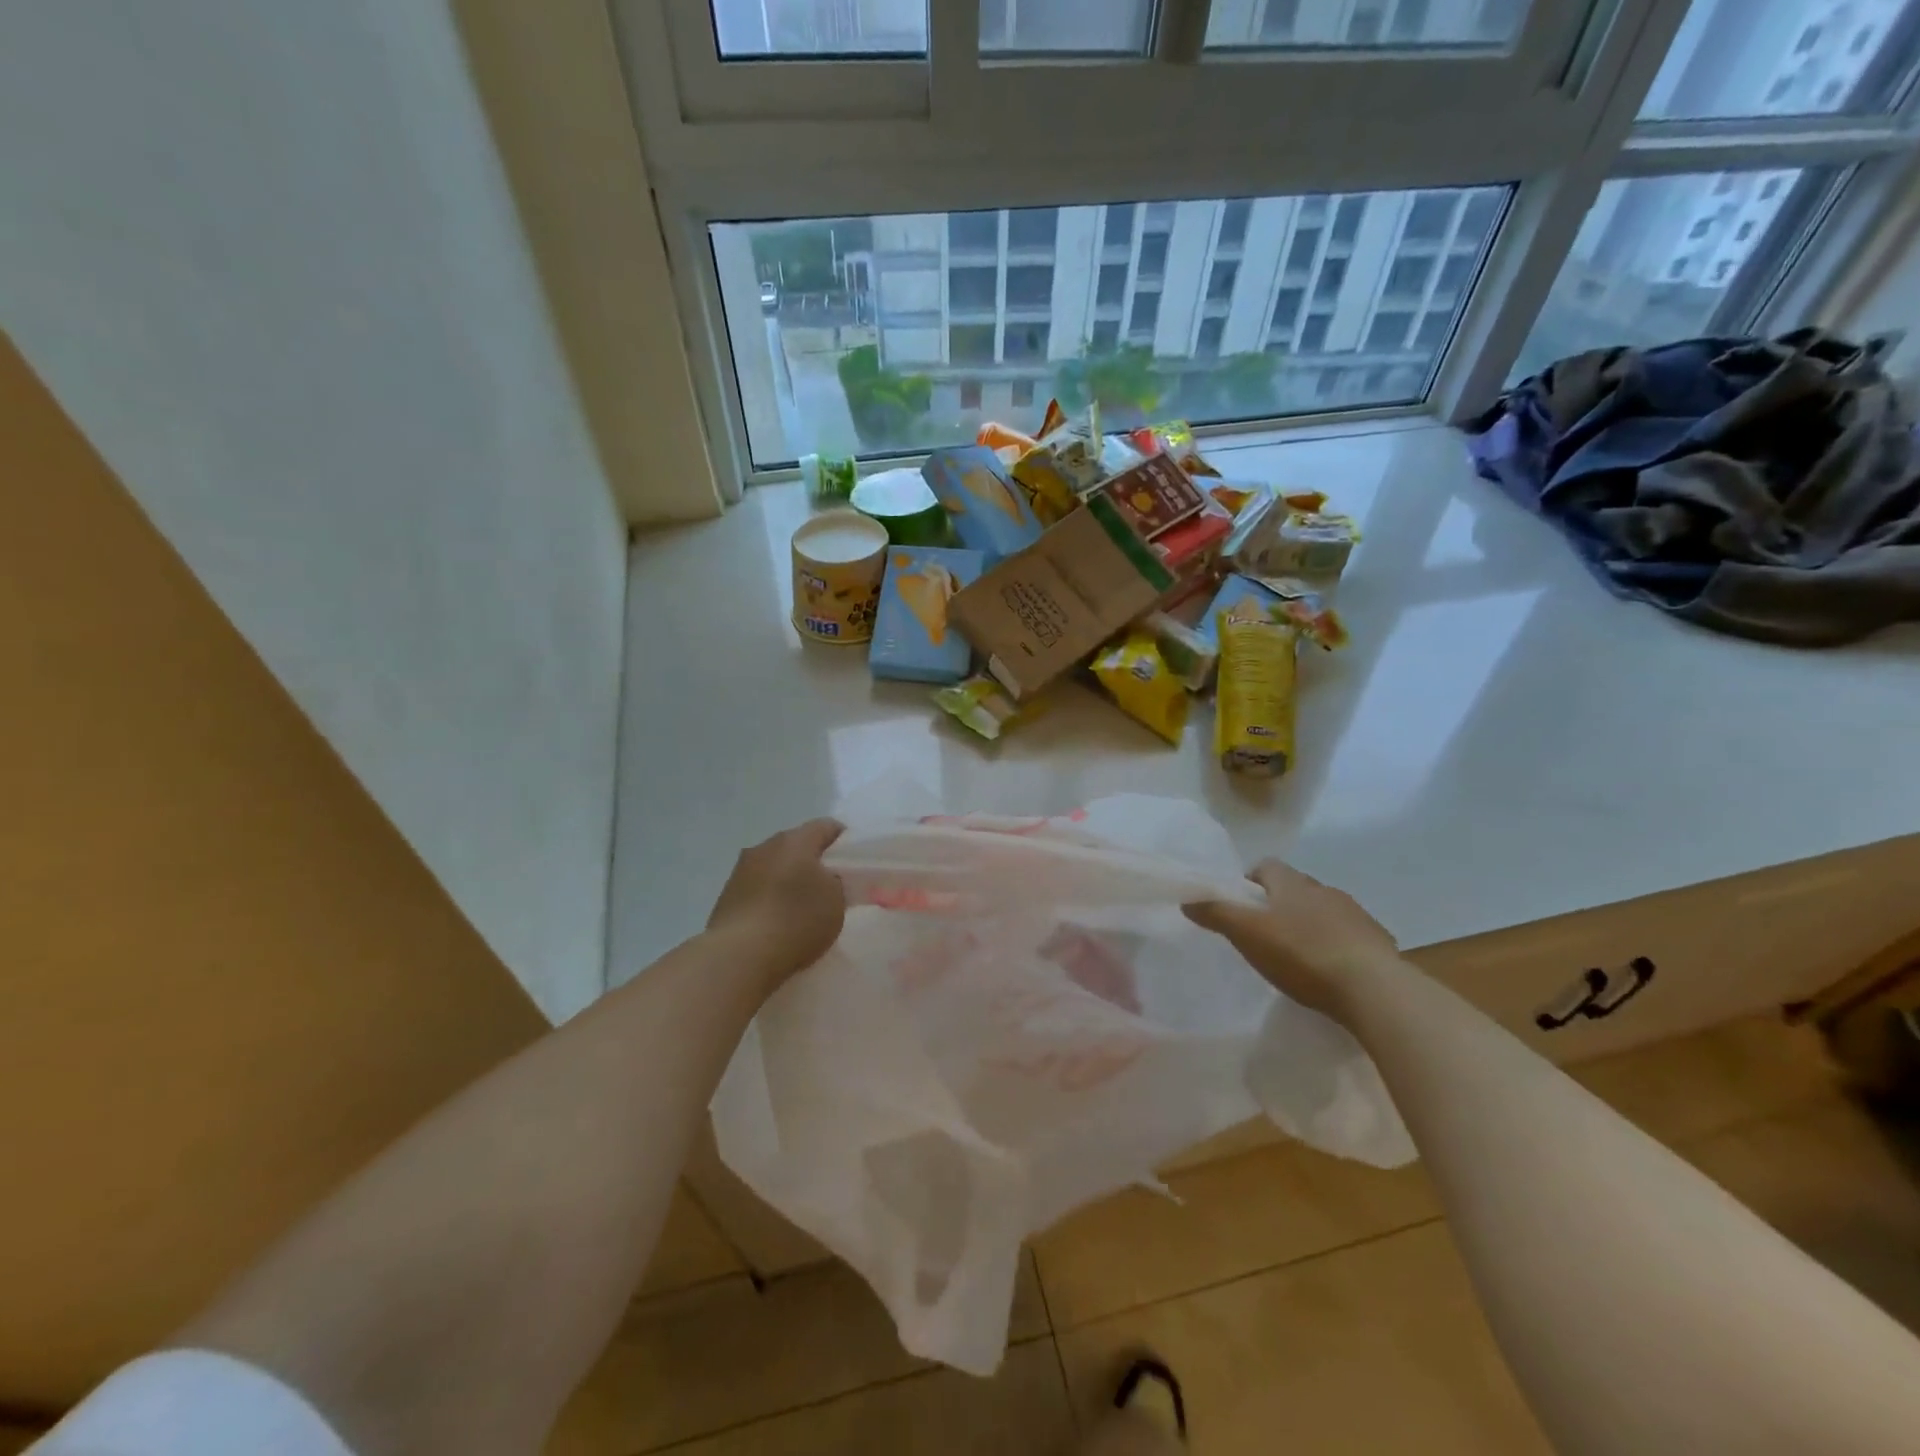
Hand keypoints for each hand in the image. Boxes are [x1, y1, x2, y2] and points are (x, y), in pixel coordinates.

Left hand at [707, 819, 846, 984]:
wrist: (739, 956)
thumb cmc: (796, 920)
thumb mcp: (837, 901)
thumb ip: (836, 883)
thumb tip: (825, 880)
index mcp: (795, 840)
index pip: (827, 826)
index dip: (844, 841)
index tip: (854, 863)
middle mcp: (765, 847)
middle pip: (797, 845)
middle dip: (814, 862)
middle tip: (830, 886)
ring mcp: (741, 871)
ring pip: (774, 867)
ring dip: (788, 880)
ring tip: (802, 907)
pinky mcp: (726, 897)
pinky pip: (757, 890)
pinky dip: (770, 899)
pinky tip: (777, 923)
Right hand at [1184, 859, 1398, 1018]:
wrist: (1374, 989)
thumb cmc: (1302, 955)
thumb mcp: (1248, 935)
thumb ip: (1216, 914)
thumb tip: (1187, 899)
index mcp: (1292, 883)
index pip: (1266, 866)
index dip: (1249, 882)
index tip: (1240, 904)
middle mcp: (1325, 889)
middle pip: (1295, 888)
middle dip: (1278, 904)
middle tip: (1263, 933)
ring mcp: (1356, 914)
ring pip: (1323, 911)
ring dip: (1310, 925)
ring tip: (1297, 955)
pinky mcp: (1378, 942)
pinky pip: (1349, 936)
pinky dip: (1336, 946)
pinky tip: (1329, 971)